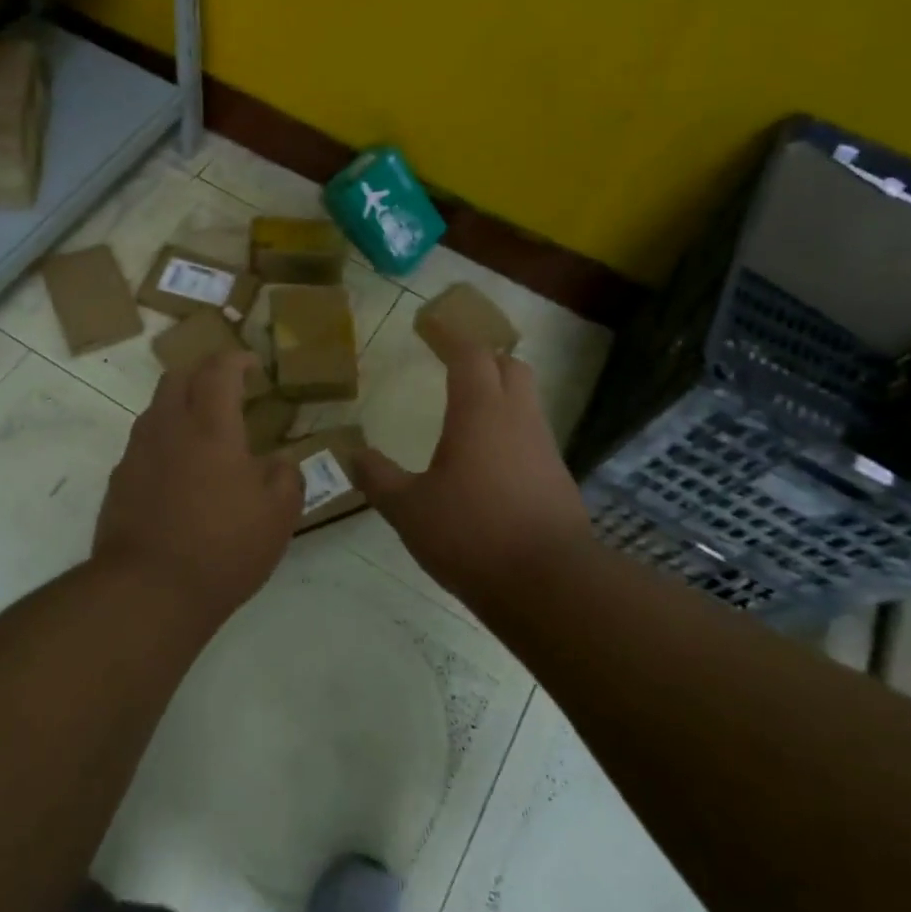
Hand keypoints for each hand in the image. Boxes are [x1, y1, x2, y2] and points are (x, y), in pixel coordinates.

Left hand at [96, 351, 303, 615]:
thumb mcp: (277, 516)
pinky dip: (164, 442)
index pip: (218, 369)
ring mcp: (137, 453)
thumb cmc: (222, 547)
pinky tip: (180, 474)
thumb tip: (280, 463)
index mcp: (211, 426)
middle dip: (203, 374)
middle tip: (228, 391)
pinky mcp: (119, 481)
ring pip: (156, 409)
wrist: (147, 591)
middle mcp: (169, 428)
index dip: (236, 359)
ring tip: (205, 433)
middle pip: (177, 377)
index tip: (253, 365)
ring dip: (181, 407)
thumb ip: (286, 478)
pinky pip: (143, 444)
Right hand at [353, 321, 594, 596]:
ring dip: (500, 393)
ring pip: (526, 400)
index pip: (470, 354)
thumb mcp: (409, 510)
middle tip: (453, 366)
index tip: (430, 327)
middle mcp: (517, 418)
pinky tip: (489, 461)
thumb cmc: (471, 535)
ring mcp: (544, 447)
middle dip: (483, 358)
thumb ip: (378, 478)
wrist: (549, 584)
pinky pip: (532, 435)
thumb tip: (352, 454)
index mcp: (480, 412)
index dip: (450, 336)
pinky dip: (510, 430)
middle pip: (510, 366)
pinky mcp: (558, 477)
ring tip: (468, 414)